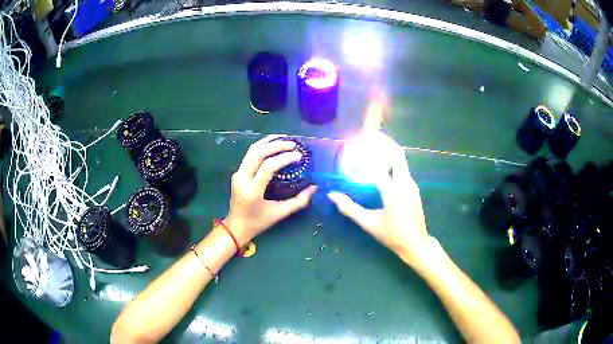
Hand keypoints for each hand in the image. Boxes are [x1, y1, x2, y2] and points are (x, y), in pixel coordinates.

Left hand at [225, 135, 316, 245]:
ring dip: (268, 142)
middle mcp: (242, 179)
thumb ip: (299, 201)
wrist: (236, 226)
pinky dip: (262, 148)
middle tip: (293, 144)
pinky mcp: (238, 173)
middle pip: (257, 153)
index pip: (268, 167)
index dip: (284, 158)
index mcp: (252, 190)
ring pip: (251, 150)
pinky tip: (273, 146)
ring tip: (284, 139)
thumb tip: (314, 188)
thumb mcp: (280, 213)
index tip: (298, 155)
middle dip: (276, 145)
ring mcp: (238, 174)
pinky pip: (250, 155)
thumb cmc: (258, 222)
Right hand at [327, 132, 432, 267]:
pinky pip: (402, 169)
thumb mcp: (369, 223)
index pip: (381, 161)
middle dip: (384, 142)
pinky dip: (391, 162)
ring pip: (401, 160)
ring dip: (388, 151)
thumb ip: (350, 209)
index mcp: (393, 189)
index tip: (359, 139)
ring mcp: (412, 184)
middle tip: (369, 135)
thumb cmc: (392, 235)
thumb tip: (332, 195)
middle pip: (396, 154)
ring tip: (372, 147)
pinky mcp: (413, 188)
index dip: (370, 148)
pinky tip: (381, 165)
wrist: (416, 243)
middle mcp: (405, 182)